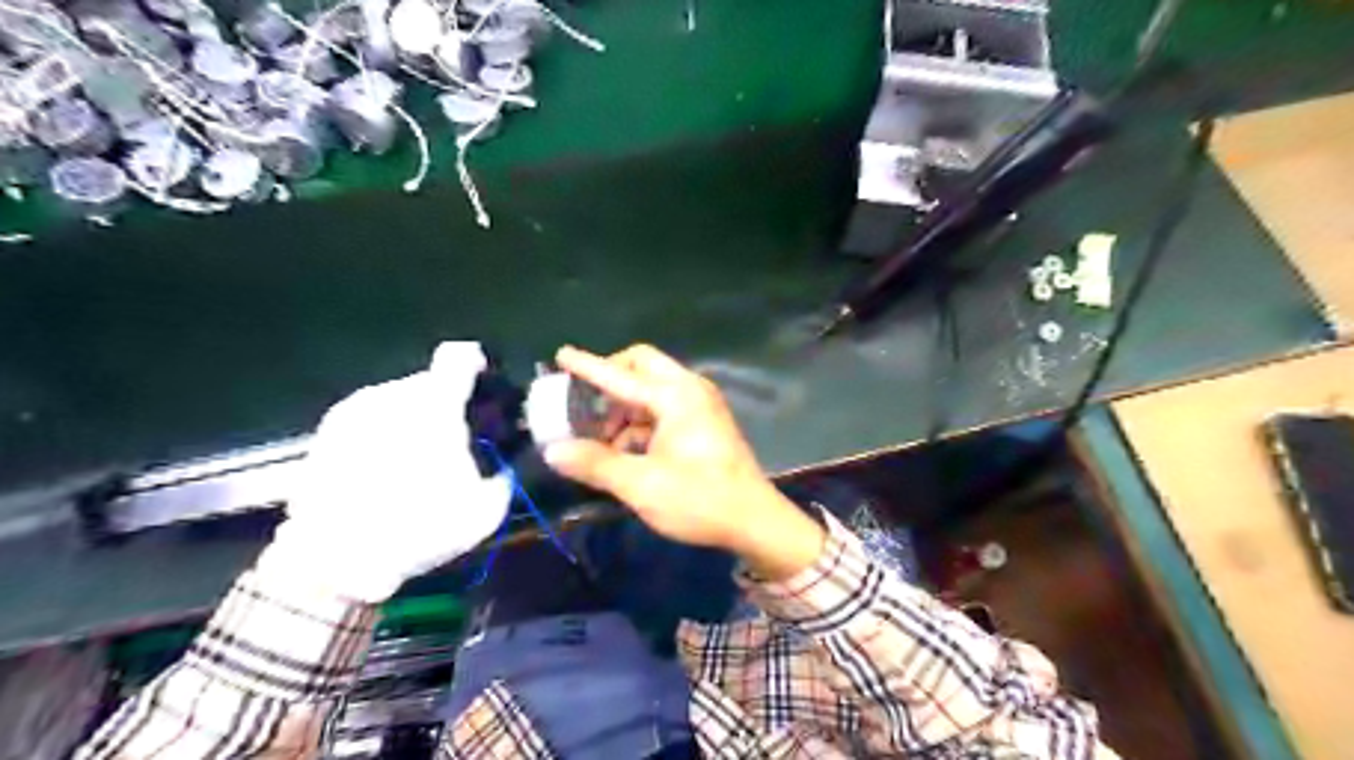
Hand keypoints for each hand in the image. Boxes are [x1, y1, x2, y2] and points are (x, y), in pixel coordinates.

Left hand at [256, 340, 512, 603]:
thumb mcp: (483, 512)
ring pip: (398, 399)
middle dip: (445, 404)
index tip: (482, 379)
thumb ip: (502, 476)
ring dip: (413, 418)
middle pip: (429, 382)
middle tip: (453, 440)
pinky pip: (370, 418)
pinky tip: (384, 469)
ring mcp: (353, 411)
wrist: (334, 561)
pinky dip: (384, 433)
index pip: (458, 357)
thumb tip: (505, 465)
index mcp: (433, 406)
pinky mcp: (327, 432)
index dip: (475, 362)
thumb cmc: (417, 528)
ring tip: (416, 459)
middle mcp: (391, 397)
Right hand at [544, 347, 824, 578]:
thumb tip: (553, 451)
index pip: (620, 375)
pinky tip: (628, 451)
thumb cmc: (699, 499)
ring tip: (602, 439)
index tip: (561, 354)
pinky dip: (642, 420)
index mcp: (675, 396)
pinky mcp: (705, 421)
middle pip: (641, 366)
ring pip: (653, 387)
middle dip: (611, 379)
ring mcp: (701, 404)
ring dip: (625, 405)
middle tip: (586, 404)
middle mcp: (690, 389)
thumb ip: (595, 464)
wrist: (753, 520)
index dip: (587, 365)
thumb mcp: (641, 484)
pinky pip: (665, 406)